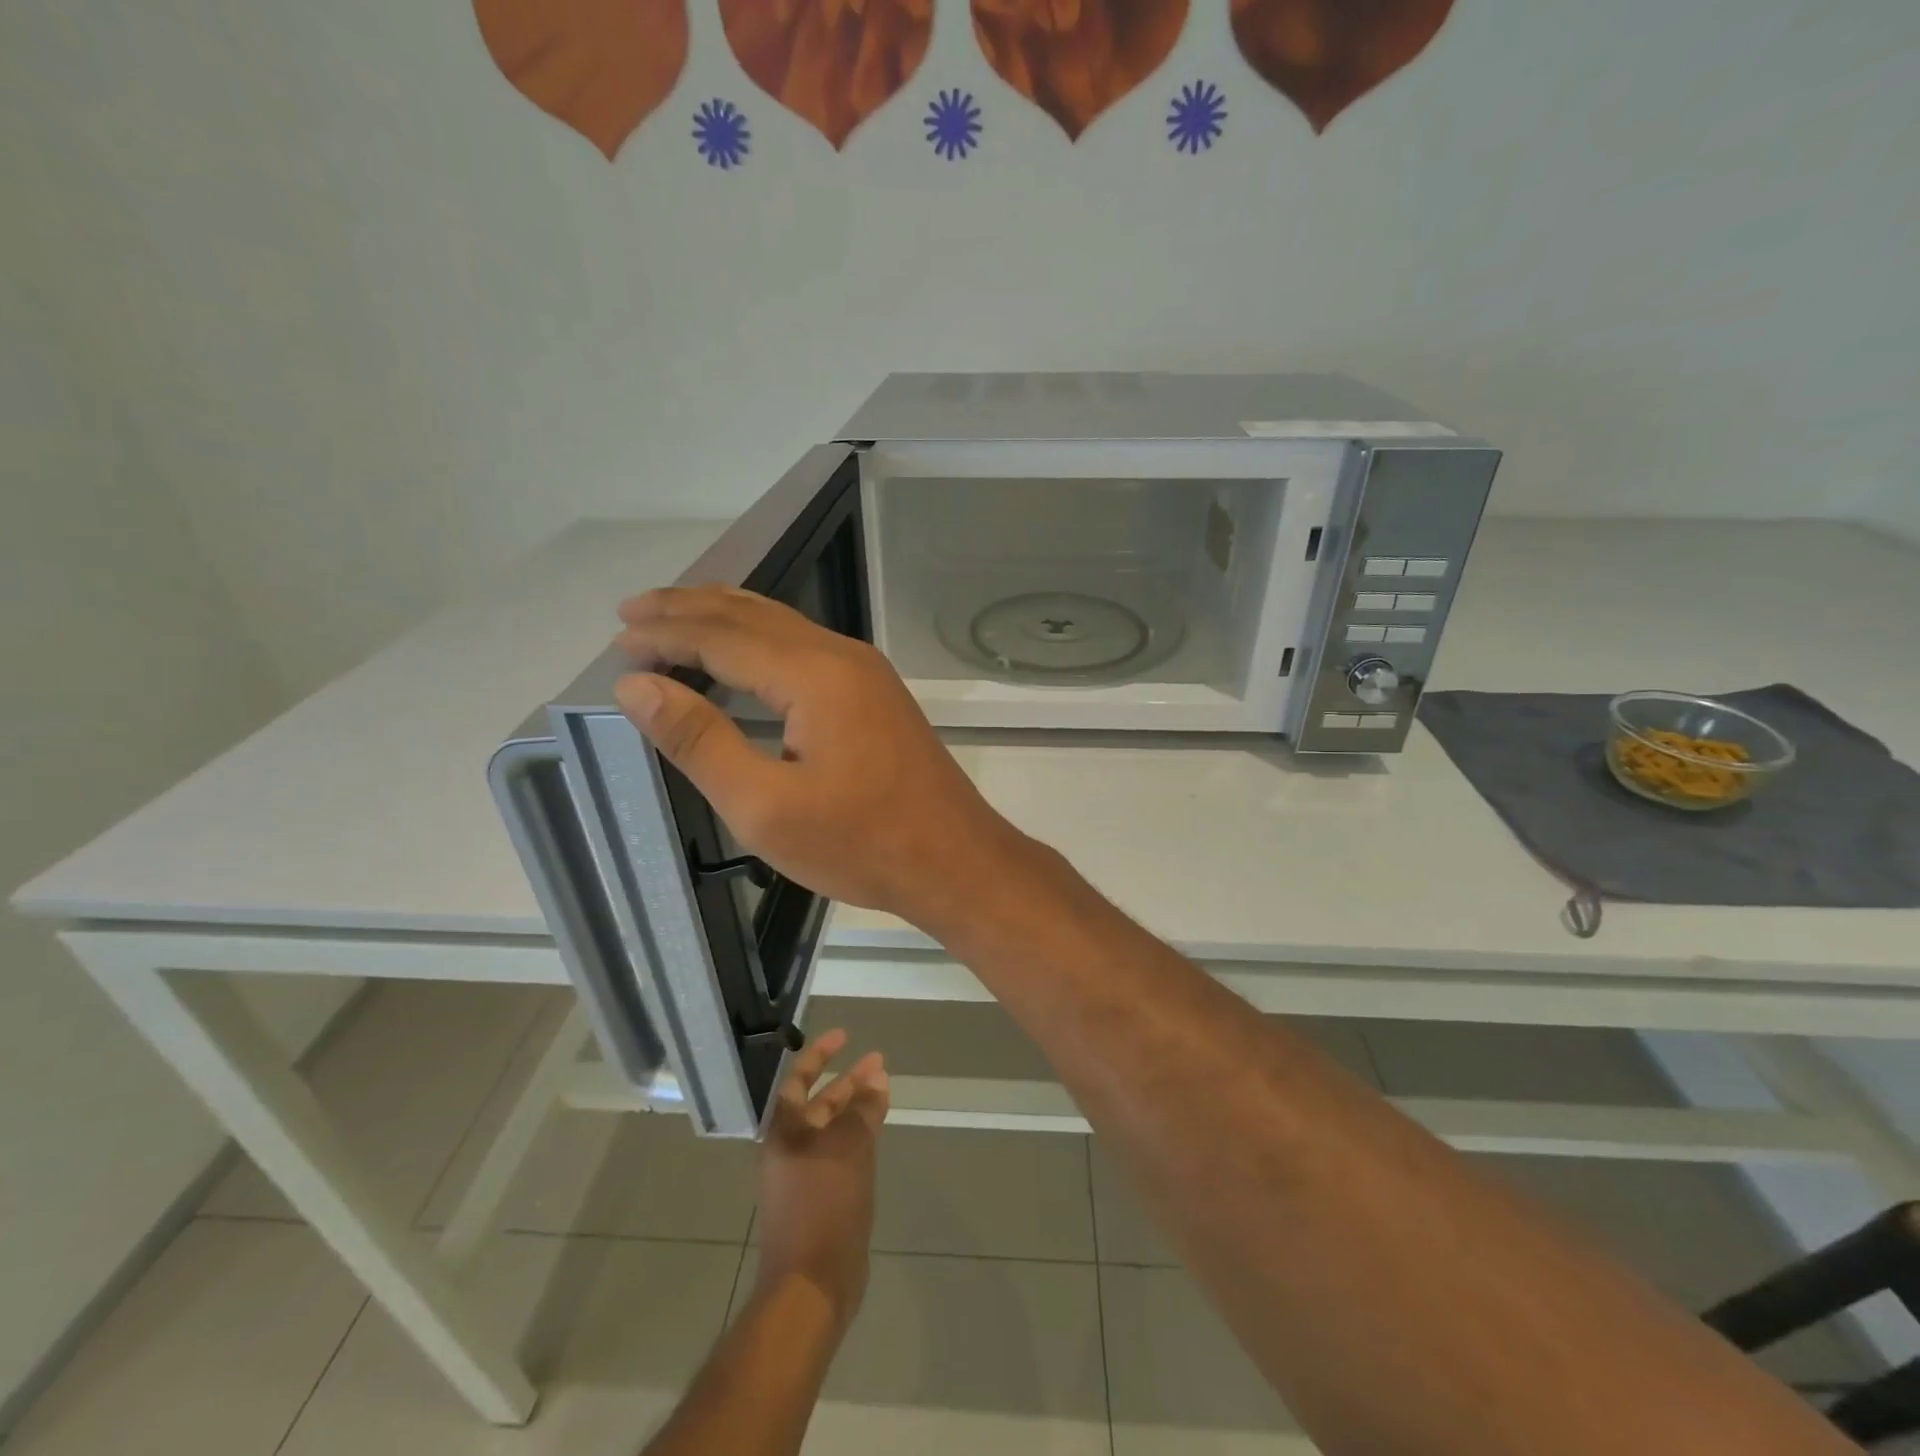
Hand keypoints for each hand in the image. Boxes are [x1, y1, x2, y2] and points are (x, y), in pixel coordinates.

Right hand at [613, 586, 1027, 927]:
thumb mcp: (765, 807)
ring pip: (783, 625)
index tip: (617, 642)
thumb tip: (637, 686)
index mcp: (814, 674)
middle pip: (752, 615)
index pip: (722, 635)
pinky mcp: (876, 694)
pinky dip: (760, 640)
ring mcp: (866, 672)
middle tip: (632, 612)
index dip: (665, 635)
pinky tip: (742, 656)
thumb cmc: (860, 844)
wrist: (954, 860)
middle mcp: (842, 656)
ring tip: (674, 619)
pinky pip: (805, 647)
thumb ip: (699, 741)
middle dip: (690, 610)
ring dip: (725, 618)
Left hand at [753, 1029, 888, 1331]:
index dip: (820, 1054)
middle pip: (818, 1105)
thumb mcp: (849, 1147)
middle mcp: (789, 1150)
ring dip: (855, 1111)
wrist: (811, 1283)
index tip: (844, 1036)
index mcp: (785, 1132)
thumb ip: (863, 1109)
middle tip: (878, 1064)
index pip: (799, 1079)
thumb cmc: (824, 1205)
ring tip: (882, 1095)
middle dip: (848, 1083)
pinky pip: (838, 1157)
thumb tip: (876, 1076)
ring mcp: (801, 1178)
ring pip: (831, 1132)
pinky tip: (875, 1138)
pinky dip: (856, 1141)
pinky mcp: (817, 1203)